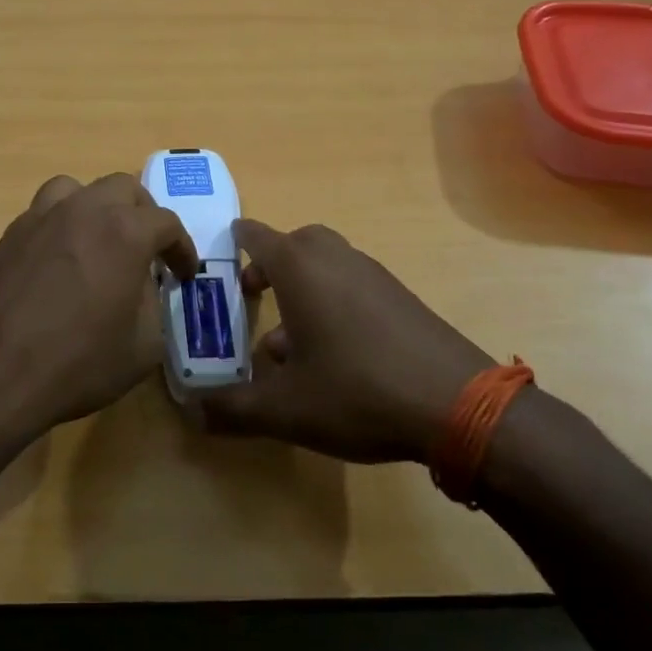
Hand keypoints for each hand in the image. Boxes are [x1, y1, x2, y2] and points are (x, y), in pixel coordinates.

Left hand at [0, 174, 198, 444]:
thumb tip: (142, 286)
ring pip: (77, 190)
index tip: (183, 273)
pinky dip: (62, 226)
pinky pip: (43, 214)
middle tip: (148, 250)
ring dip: (98, 208)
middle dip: (144, 215)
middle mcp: (82, 210)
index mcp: (124, 231)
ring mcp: (39, 218)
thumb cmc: (76, 363)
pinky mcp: (8, 235)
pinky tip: (60, 261)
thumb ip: (153, 304)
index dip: (181, 248)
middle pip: (123, 189)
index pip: (166, 223)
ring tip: (100, 241)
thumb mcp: (142, 346)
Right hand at [201, 219, 494, 463]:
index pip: (258, 236)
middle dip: (271, 263)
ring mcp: (375, 277)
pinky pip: (354, 285)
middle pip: (297, 243)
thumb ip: (233, 409)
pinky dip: (333, 302)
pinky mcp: (402, 300)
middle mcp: (337, 260)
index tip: (221, 252)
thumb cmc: (358, 392)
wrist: (460, 405)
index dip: (236, 241)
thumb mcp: (285, 409)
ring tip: (286, 340)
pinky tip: (332, 354)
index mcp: (301, 270)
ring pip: (328, 265)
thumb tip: (191, 413)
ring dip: (303, 288)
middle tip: (254, 293)